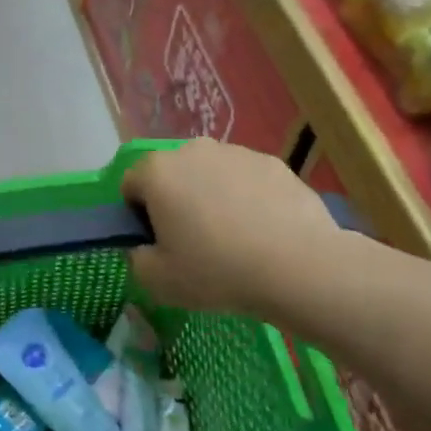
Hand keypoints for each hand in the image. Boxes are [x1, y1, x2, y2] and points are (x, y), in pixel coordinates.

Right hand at [122, 139, 347, 317]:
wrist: (300, 267)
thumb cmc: (217, 270)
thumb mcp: (157, 280)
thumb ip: (136, 258)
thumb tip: (144, 247)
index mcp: (157, 172)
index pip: (130, 185)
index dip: (137, 215)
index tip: (158, 243)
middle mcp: (192, 150)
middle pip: (171, 175)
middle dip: (175, 201)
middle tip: (193, 242)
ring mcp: (237, 153)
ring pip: (210, 175)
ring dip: (211, 198)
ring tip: (233, 239)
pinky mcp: (274, 164)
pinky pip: (246, 181)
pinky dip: (247, 199)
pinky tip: (263, 233)